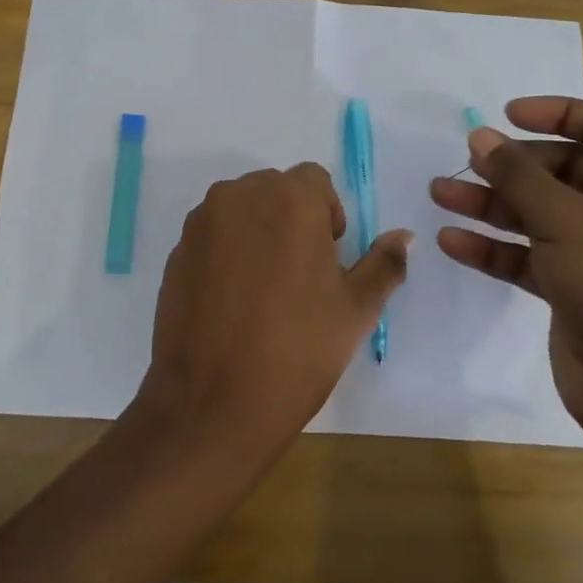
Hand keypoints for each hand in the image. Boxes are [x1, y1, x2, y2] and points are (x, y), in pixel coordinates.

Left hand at [135, 164, 410, 458]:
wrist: (212, 402)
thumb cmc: (297, 351)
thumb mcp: (356, 310)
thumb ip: (384, 263)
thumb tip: (405, 236)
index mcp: (289, 200)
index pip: (314, 180)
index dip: (327, 215)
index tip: (327, 259)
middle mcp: (240, 196)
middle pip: (275, 189)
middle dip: (292, 219)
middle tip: (300, 276)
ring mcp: (202, 222)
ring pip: (241, 209)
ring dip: (258, 231)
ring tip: (264, 289)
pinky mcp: (177, 250)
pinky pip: (212, 234)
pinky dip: (226, 251)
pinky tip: (232, 301)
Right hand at [430, 98, 582, 489]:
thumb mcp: (563, 216)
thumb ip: (516, 173)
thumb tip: (478, 135)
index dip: (557, 112)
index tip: (507, 115)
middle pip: (563, 169)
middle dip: (511, 165)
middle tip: (466, 161)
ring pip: (539, 212)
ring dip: (492, 203)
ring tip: (439, 193)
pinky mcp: (576, 285)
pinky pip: (530, 253)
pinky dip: (495, 246)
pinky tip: (452, 241)